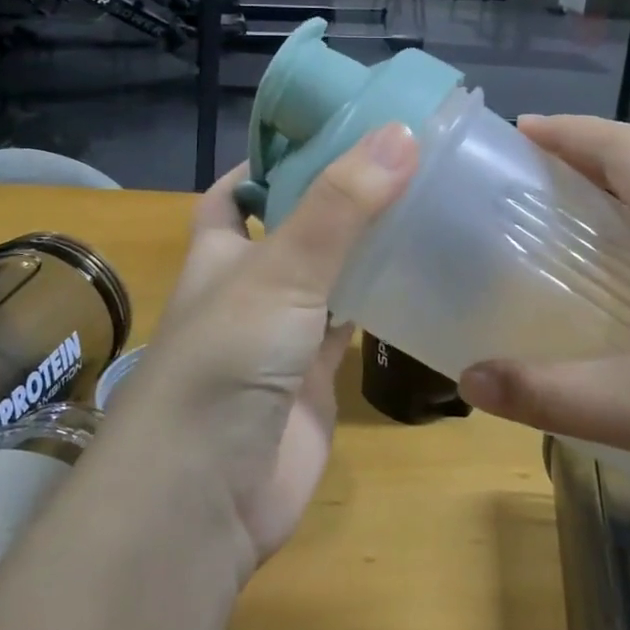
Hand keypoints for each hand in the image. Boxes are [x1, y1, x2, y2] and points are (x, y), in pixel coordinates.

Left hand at [107, 124, 417, 574]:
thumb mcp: (280, 272)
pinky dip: (381, 302)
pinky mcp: (316, 378)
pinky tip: (424, 274)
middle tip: (401, 160)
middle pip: (294, 228)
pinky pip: (353, 326)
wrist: (206, 499)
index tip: (331, 129)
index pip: (238, 191)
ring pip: (329, 275)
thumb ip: (340, 206)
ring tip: (424, 201)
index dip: (272, 160)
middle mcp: (250, 287)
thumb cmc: (225, 363)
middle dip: (336, 198)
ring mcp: (284, 334)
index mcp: (221, 251)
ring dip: (365, 247)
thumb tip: (401, 132)